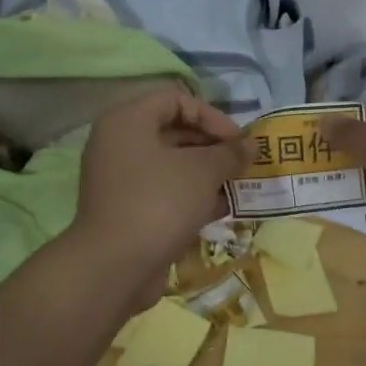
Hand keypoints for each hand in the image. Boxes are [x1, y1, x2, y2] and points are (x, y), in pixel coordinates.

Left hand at [71, 88, 251, 303]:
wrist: (115, 266)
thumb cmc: (158, 203)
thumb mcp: (202, 172)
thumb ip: (229, 153)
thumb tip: (251, 145)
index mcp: (127, 121)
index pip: (175, 99)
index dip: (211, 115)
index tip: (237, 141)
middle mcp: (119, 144)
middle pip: (173, 131)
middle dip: (212, 146)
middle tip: (242, 164)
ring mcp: (121, 179)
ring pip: (171, 165)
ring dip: (206, 173)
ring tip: (237, 186)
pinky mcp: (128, 210)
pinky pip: (164, 192)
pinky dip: (191, 196)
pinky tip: (221, 209)